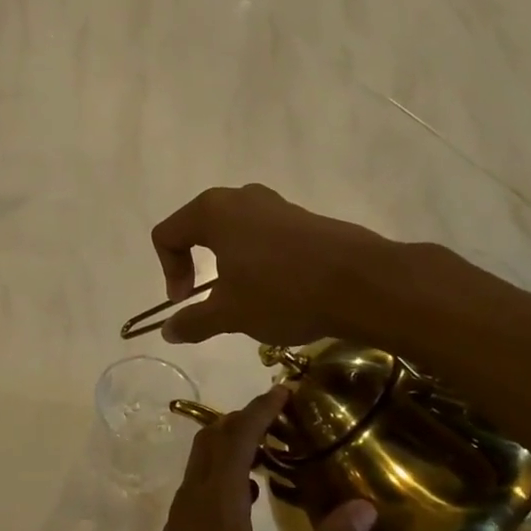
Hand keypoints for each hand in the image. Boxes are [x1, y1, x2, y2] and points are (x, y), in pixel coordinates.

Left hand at [115, 387, 375, 530]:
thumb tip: (364, 507)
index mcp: (219, 499)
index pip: (238, 435)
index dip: (261, 408)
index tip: (284, 390)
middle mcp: (194, 496)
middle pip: (213, 438)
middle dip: (244, 418)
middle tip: (282, 414)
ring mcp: (181, 515)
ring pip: (203, 461)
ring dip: (231, 444)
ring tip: (272, 448)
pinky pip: (200, 484)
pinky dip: (224, 472)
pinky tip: (249, 494)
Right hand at [151, 184, 388, 345]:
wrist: (363, 283)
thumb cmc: (282, 292)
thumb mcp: (230, 314)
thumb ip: (193, 321)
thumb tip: (168, 332)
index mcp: (213, 211)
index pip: (167, 235)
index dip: (168, 271)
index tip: (186, 301)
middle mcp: (241, 197)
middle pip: (198, 227)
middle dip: (195, 264)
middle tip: (207, 297)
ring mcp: (276, 204)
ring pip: (233, 231)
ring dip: (228, 263)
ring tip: (244, 296)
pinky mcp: (303, 218)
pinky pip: (264, 234)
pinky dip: (257, 259)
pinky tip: (277, 289)